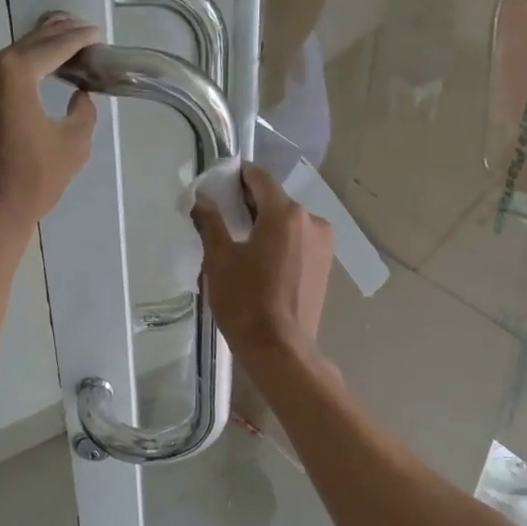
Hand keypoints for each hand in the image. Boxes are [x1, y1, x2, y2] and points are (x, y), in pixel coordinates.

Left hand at [0, 13, 100, 243]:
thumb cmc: (30, 182)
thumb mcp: (72, 145)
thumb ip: (83, 111)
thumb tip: (79, 94)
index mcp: (11, 74)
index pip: (53, 47)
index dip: (78, 39)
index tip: (97, 34)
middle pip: (27, 46)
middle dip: (56, 38)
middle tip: (84, 33)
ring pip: (9, 58)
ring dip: (36, 53)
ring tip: (65, 49)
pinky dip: (17, 70)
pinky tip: (37, 71)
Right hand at [191, 163, 333, 359]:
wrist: (280, 349)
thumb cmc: (246, 301)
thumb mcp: (219, 259)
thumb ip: (210, 222)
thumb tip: (201, 198)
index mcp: (285, 213)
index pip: (259, 178)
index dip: (237, 175)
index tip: (219, 182)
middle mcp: (311, 220)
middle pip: (275, 200)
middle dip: (249, 203)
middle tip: (222, 215)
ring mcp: (323, 244)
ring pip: (288, 222)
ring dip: (265, 224)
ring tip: (240, 242)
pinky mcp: (325, 265)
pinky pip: (298, 241)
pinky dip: (280, 242)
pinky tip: (261, 261)